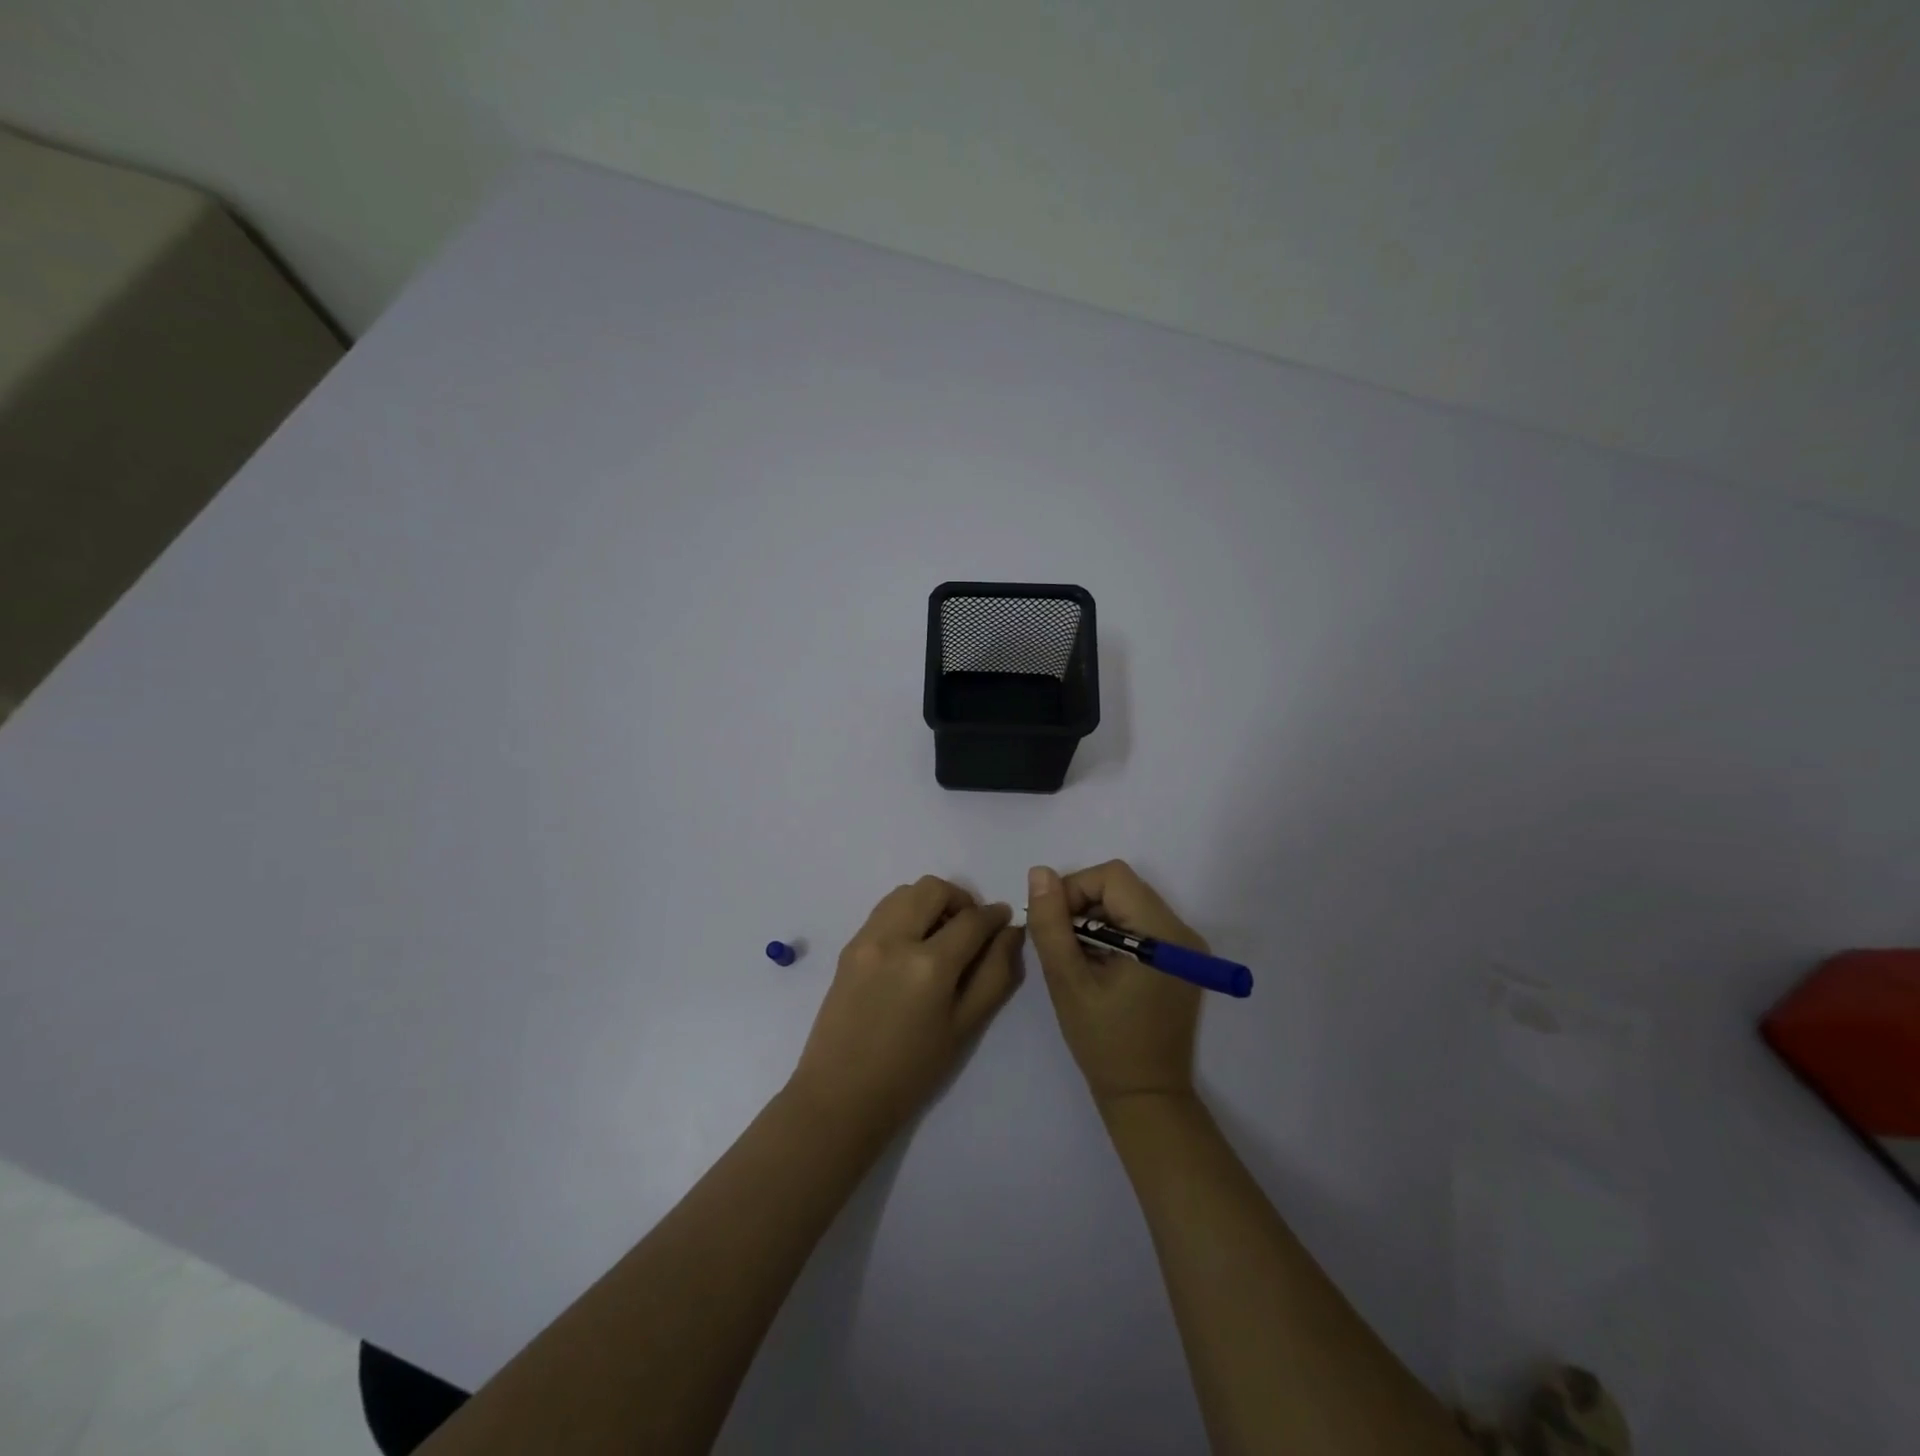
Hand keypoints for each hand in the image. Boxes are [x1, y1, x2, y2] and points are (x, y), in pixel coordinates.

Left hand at [789, 876, 1024, 1140]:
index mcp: (929, 965)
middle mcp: (895, 939)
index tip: (1004, 920)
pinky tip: (913, 946)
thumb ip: (994, 974)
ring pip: (905, 892)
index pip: (971, 919)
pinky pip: (883, 910)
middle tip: (971, 928)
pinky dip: (906, 912)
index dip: (994, 916)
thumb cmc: (912, 1071)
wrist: (841, 1095)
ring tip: (941, 934)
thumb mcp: (965, 1027)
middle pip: (934, 889)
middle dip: (960, 899)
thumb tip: (1010, 932)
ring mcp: (866, 939)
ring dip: (930, 902)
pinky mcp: (849, 946)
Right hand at [1026, 861, 1205, 1108]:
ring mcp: (1185, 947)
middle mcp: (1181, 931)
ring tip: (1079, 960)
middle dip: (1083, 906)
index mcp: (1161, 933)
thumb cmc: (1105, 1042)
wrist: (1146, 1097)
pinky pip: (1139, 925)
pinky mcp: (1180, 960)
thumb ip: (1051, 924)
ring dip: (1095, 921)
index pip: (1112, 877)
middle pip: (1122, 887)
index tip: (1054, 925)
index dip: (1075, 889)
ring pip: (1128, 904)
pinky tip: (1098, 968)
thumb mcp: (1067, 981)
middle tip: (1062, 945)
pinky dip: (1112, 935)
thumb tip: (1039, 873)